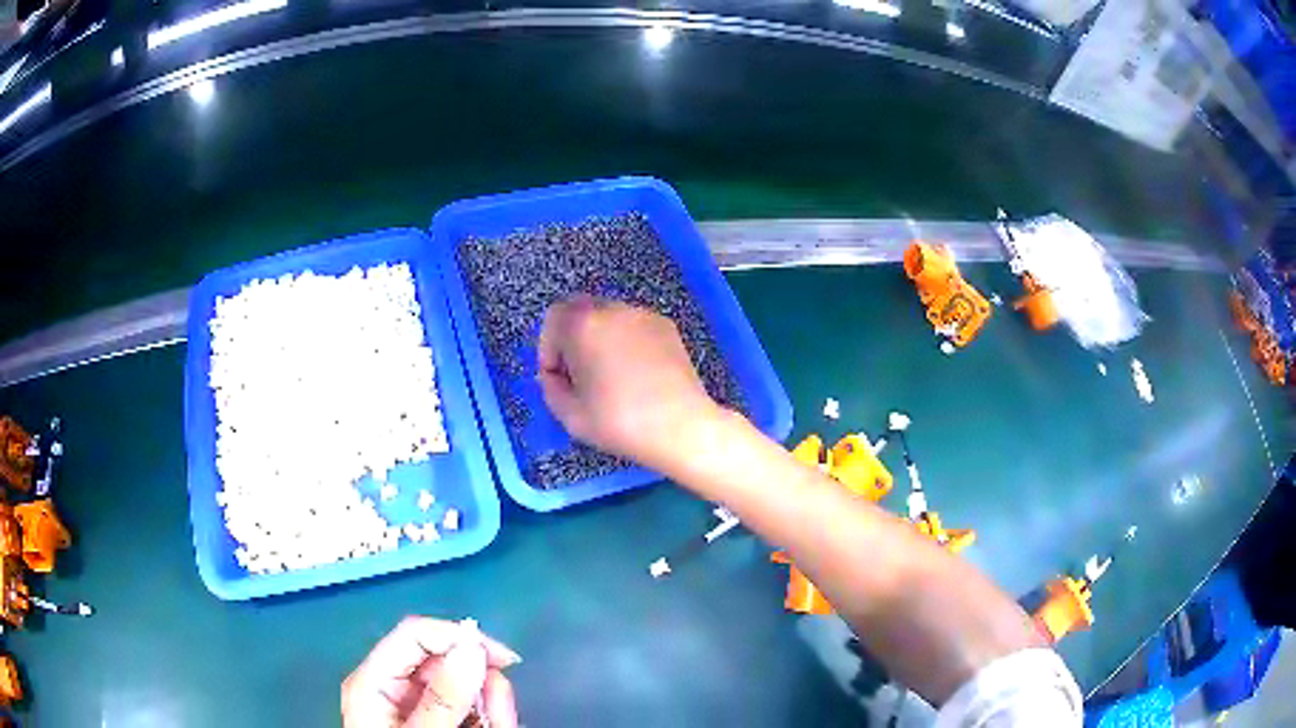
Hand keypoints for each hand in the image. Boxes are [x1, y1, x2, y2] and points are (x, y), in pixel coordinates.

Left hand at [342, 617, 520, 727]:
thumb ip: (442, 698)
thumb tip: (471, 648)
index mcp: (375, 682)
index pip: (415, 634)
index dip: (459, 637)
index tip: (503, 660)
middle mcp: (393, 687)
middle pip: (444, 658)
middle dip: (481, 681)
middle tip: (501, 714)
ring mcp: (415, 706)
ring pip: (463, 683)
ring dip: (491, 704)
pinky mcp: (435, 720)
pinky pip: (469, 706)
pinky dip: (488, 717)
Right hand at [537, 296, 720, 472]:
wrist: (681, 427)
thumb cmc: (621, 423)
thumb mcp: (570, 416)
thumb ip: (550, 388)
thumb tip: (553, 376)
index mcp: (583, 326)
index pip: (552, 319)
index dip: (548, 348)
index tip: (557, 377)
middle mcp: (612, 310)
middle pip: (579, 309)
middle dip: (571, 338)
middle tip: (578, 373)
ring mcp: (642, 314)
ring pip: (607, 316)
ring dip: (599, 338)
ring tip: (609, 376)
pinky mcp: (666, 325)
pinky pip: (633, 325)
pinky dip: (626, 341)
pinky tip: (635, 373)